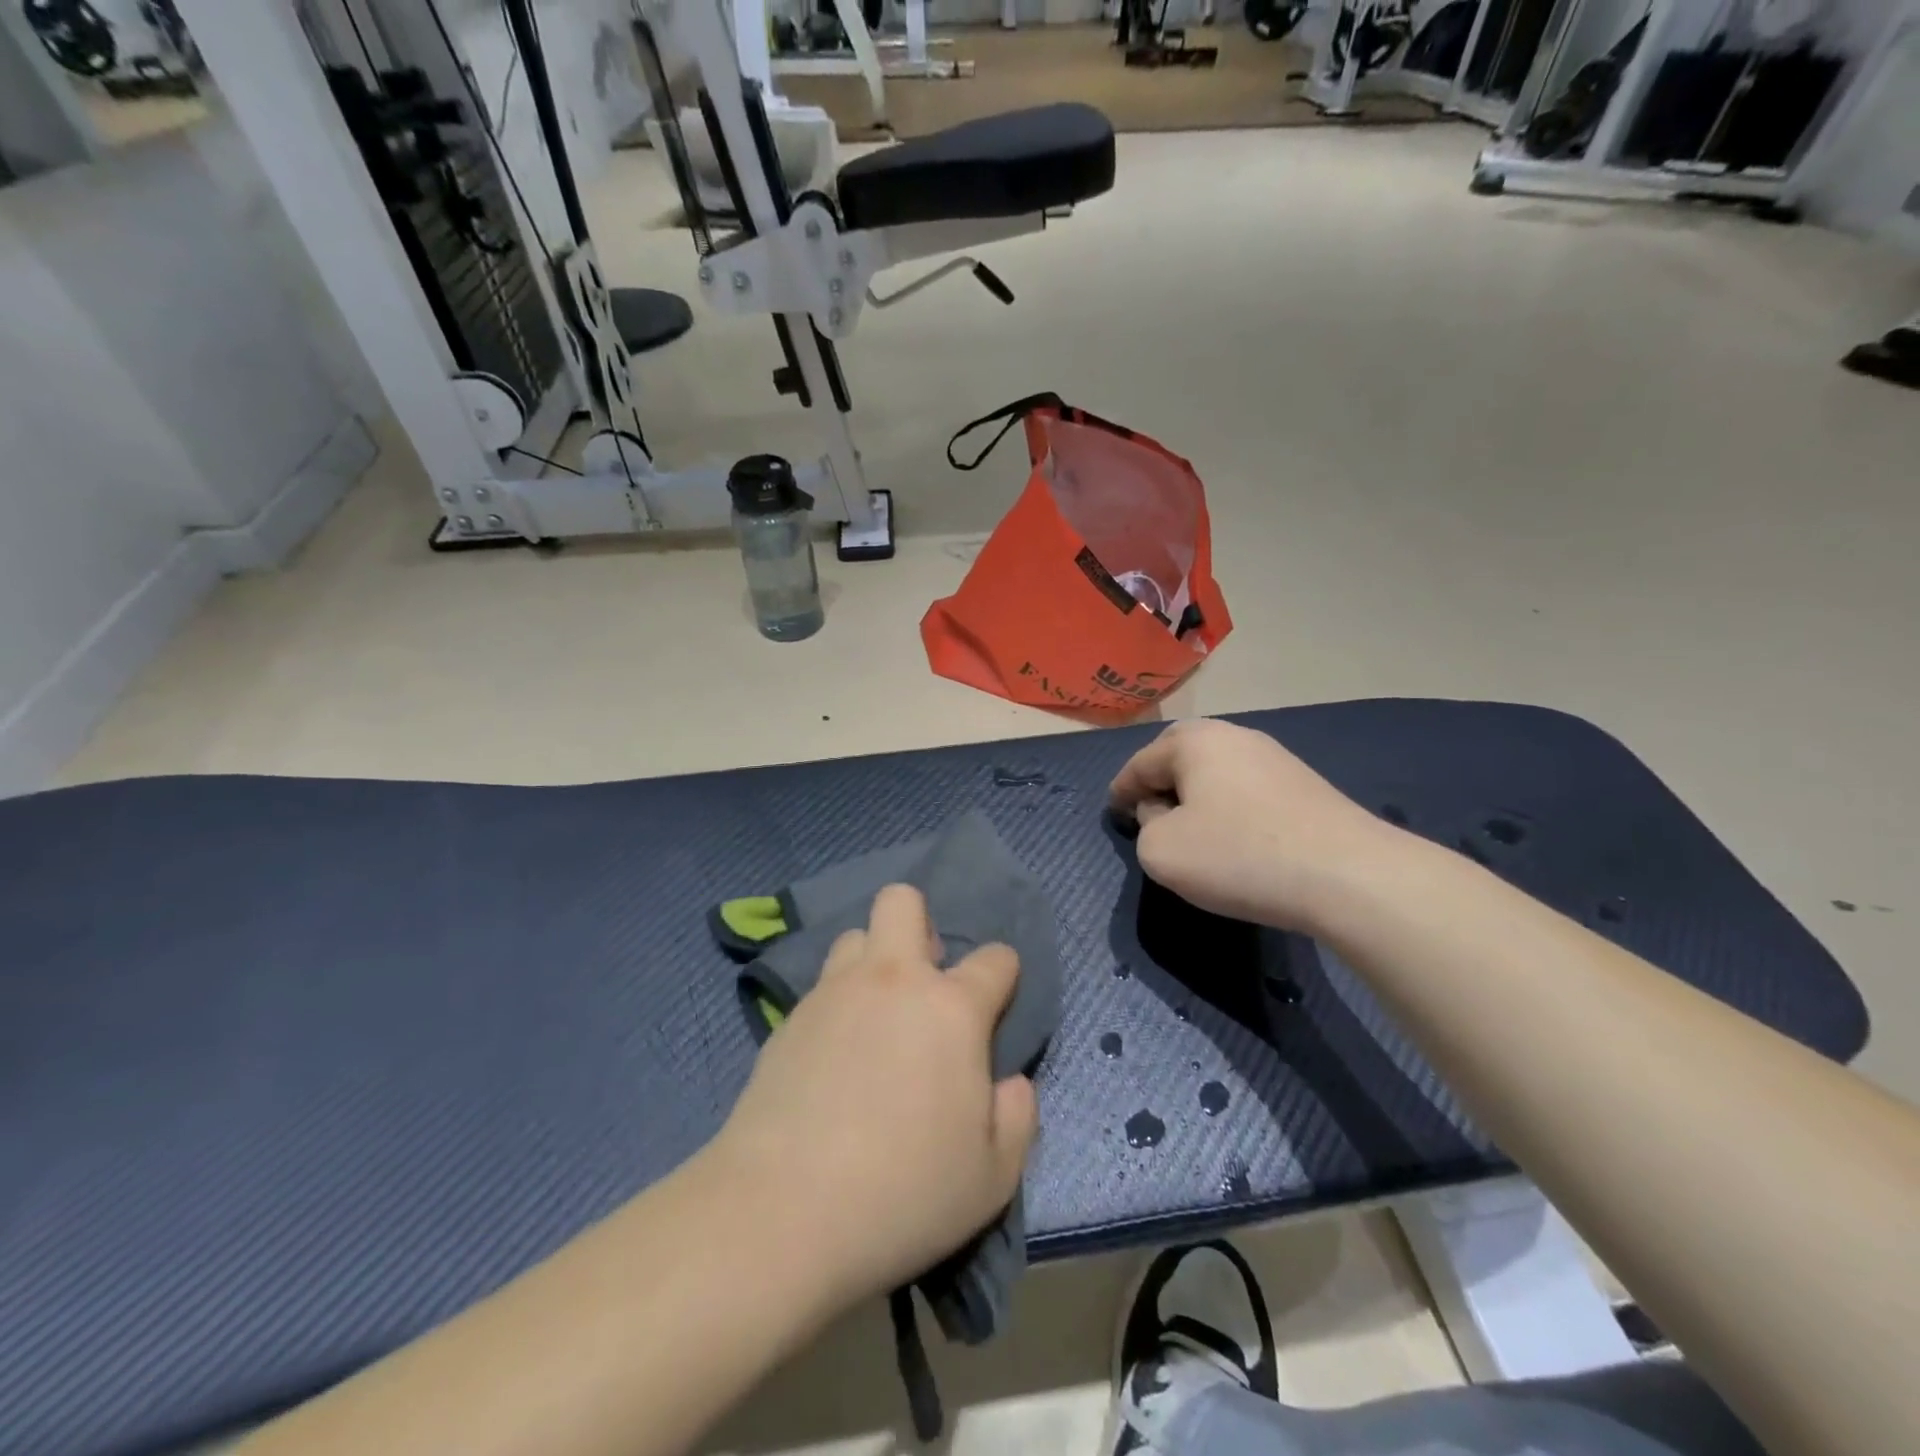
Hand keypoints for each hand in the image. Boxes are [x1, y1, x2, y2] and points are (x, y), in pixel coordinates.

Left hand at [707, 885, 1037, 1310]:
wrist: (782, 1211)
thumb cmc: (905, 1192)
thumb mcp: (994, 1175)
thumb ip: (1017, 1116)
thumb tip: (1010, 1082)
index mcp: (951, 1007)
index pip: (996, 959)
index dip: (1004, 974)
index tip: (998, 1002)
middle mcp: (893, 980)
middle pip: (903, 901)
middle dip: (919, 924)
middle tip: (923, 982)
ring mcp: (834, 992)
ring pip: (855, 936)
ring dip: (872, 961)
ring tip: (873, 1015)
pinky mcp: (789, 1018)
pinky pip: (821, 985)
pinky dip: (837, 1003)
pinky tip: (832, 1055)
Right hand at [1109, 718, 1395, 931]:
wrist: (1349, 875)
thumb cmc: (1239, 855)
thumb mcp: (1162, 851)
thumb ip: (1145, 826)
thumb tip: (1163, 814)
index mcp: (1194, 741)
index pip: (1141, 763)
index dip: (1120, 790)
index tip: (1112, 812)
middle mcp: (1234, 736)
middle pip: (1180, 753)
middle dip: (1159, 779)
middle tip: (1147, 810)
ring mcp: (1275, 757)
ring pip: (1216, 769)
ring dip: (1195, 792)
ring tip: (1188, 826)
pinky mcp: (1304, 784)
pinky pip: (1246, 787)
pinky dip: (1227, 804)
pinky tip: (1232, 834)